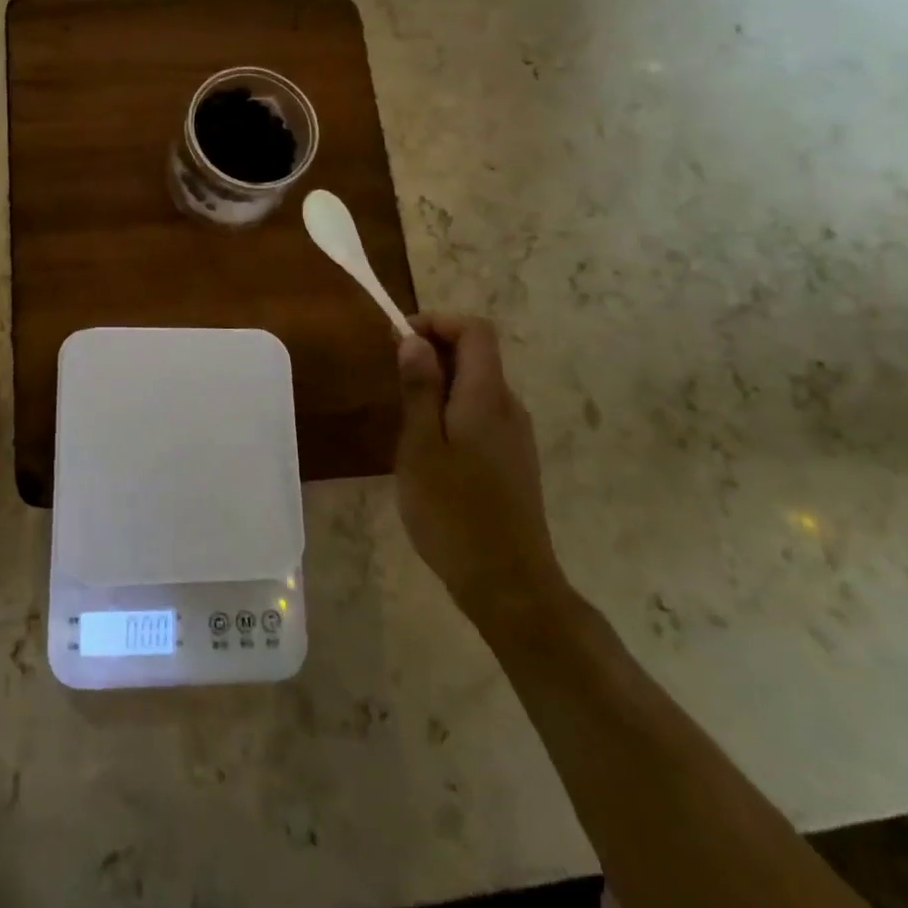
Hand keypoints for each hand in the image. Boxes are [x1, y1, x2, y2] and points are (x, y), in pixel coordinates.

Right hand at [395, 314, 570, 630]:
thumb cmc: (454, 513)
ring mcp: (515, 435)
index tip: (398, 339)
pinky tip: (429, 446)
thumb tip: (414, 339)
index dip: (437, 321)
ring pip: (477, 385)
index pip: (474, 330)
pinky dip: (452, 408)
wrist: (510, 585)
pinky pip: (481, 412)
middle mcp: (509, 406)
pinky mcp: (513, 460)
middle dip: (433, 351)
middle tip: (392, 378)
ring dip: (439, 382)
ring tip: (404, 416)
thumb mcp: (421, 446)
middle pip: (477, 354)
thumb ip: (419, 388)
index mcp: (487, 396)